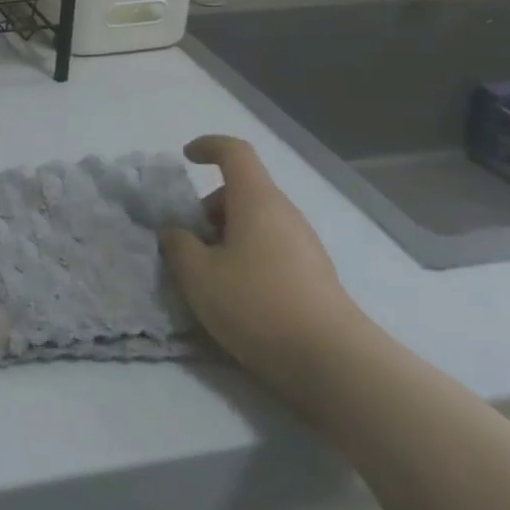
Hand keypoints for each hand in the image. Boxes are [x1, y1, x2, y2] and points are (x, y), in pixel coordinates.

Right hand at [160, 136, 368, 413]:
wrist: (334, 362)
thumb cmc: (258, 305)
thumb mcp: (199, 277)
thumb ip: (178, 246)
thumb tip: (175, 232)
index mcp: (256, 200)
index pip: (235, 152)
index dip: (209, 146)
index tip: (187, 158)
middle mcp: (284, 212)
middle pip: (243, 191)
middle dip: (210, 208)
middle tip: (190, 243)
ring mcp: (305, 244)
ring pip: (257, 221)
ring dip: (228, 236)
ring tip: (210, 275)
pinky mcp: (315, 275)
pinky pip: (273, 247)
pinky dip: (249, 256)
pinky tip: (239, 296)